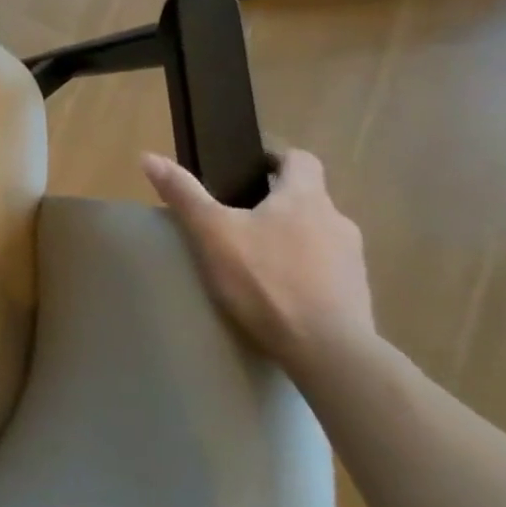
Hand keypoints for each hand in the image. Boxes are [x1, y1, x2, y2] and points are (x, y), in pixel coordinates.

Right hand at [140, 148, 374, 372]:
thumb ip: (183, 193)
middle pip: (307, 198)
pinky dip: (303, 268)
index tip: (248, 169)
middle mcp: (337, 221)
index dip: (276, 158)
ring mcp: (352, 259)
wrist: (328, 349)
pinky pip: (326, 267)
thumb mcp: (211, 233)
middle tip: (237, 217)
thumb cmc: (265, 279)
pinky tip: (277, 288)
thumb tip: (148, 156)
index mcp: (305, 199)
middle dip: (275, 202)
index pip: (301, 160)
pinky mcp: (356, 293)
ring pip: (317, 233)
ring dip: (290, 236)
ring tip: (254, 256)